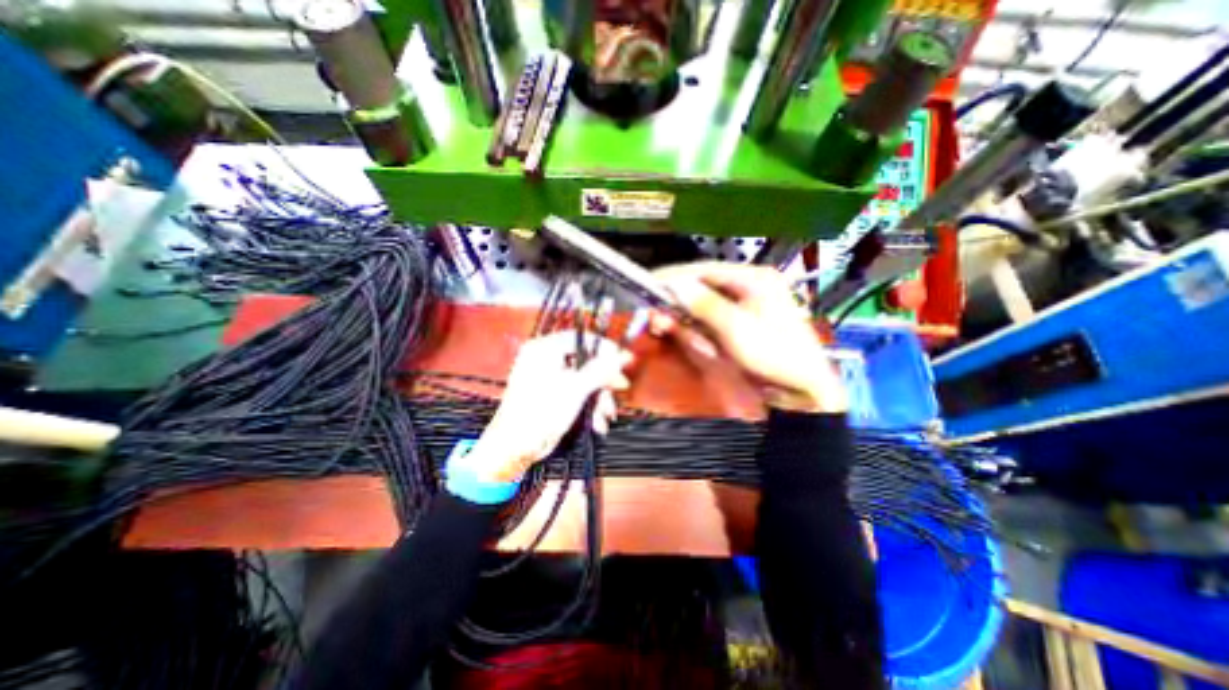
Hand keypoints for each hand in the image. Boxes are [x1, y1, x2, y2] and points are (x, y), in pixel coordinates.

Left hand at [461, 333, 632, 482]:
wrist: (514, 449)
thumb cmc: (542, 413)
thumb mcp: (576, 389)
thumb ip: (601, 370)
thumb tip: (624, 355)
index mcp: (544, 349)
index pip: (579, 338)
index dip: (603, 348)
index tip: (622, 359)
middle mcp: (545, 359)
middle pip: (584, 361)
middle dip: (603, 380)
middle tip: (620, 388)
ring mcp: (548, 377)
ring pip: (583, 379)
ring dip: (598, 397)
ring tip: (607, 415)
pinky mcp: (552, 395)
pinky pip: (575, 392)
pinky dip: (588, 405)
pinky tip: (597, 423)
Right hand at [652, 261, 846, 410]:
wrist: (802, 389)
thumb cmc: (774, 354)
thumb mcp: (737, 328)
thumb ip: (704, 305)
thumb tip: (675, 286)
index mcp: (754, 278)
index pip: (706, 269)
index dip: (677, 276)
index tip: (651, 282)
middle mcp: (749, 286)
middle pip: (703, 285)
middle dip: (677, 297)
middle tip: (654, 307)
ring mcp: (745, 305)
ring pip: (703, 302)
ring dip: (683, 311)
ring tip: (663, 320)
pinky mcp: (740, 323)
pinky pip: (710, 317)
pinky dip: (694, 324)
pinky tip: (681, 329)